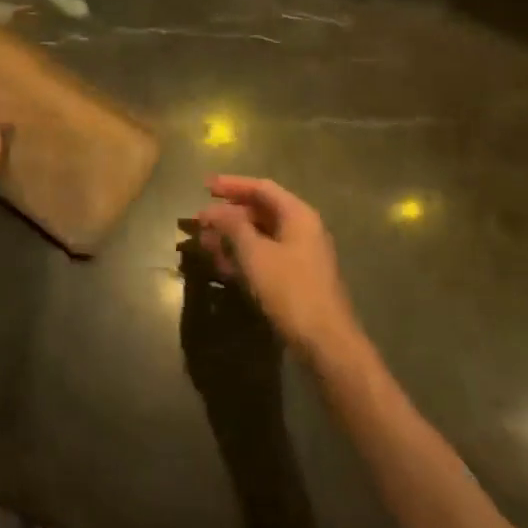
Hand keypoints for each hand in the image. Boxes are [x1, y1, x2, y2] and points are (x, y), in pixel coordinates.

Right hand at [196, 176, 359, 357]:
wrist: (326, 343)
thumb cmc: (290, 290)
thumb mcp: (255, 254)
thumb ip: (232, 226)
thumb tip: (213, 209)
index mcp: (298, 215)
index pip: (261, 188)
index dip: (232, 184)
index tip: (205, 187)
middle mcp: (302, 229)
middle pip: (261, 210)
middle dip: (229, 214)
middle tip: (201, 220)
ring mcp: (301, 255)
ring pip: (261, 236)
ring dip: (232, 237)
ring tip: (206, 243)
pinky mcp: (296, 278)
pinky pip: (265, 256)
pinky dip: (244, 256)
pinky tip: (223, 266)